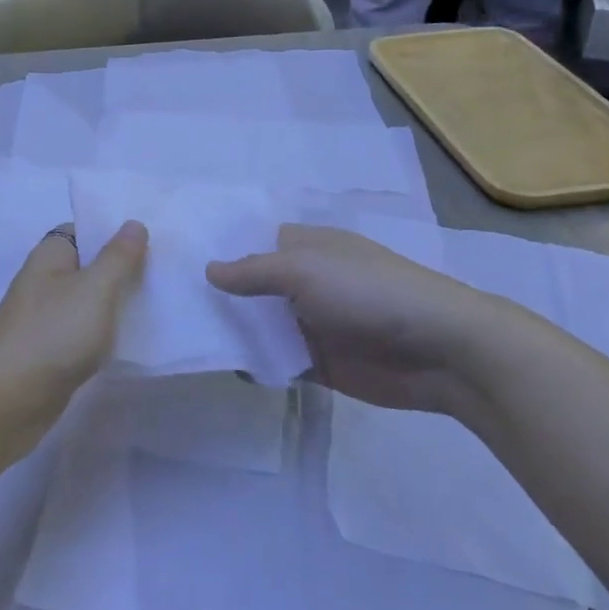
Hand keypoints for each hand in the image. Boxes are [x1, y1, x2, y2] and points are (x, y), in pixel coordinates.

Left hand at [0, 222, 147, 458]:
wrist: (6, 401)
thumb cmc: (52, 334)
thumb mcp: (95, 289)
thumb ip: (117, 257)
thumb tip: (133, 223)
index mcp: (50, 256)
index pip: (82, 230)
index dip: (113, 231)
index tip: (152, 239)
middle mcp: (44, 281)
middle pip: (88, 265)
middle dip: (122, 268)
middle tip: (166, 271)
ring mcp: (45, 318)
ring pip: (88, 301)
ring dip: (116, 302)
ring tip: (159, 302)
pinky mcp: (50, 351)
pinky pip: (84, 331)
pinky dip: (104, 332)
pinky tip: (132, 338)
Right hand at [207, 225, 544, 413]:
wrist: (441, 350)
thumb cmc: (370, 293)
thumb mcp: (305, 271)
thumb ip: (254, 272)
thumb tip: (209, 270)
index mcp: (306, 248)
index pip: (253, 243)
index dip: (220, 250)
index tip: (176, 261)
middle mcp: (305, 282)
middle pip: (252, 286)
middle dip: (218, 295)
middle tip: (167, 305)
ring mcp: (311, 323)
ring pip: (260, 325)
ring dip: (233, 331)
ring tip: (182, 337)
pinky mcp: (319, 363)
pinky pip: (276, 360)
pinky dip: (254, 363)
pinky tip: (221, 367)